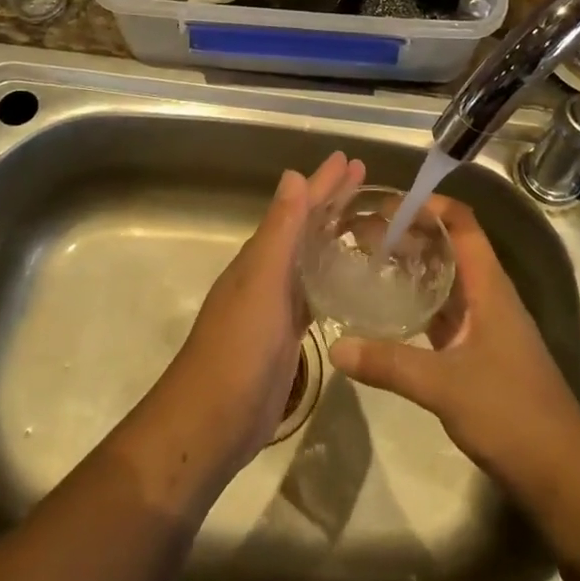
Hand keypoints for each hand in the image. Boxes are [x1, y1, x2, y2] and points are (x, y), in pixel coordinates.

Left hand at [160, 152, 363, 471]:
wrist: (213, 421)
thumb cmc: (239, 347)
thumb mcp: (262, 283)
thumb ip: (279, 232)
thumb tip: (293, 176)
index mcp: (262, 256)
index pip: (298, 207)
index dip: (324, 183)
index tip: (350, 159)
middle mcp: (268, 273)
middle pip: (306, 228)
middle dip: (333, 202)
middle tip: (364, 178)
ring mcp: (276, 306)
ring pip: (311, 259)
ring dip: (334, 237)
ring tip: (366, 223)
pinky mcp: (287, 336)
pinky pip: (314, 294)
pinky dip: (331, 278)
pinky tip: (349, 281)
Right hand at [328, 195, 579, 502]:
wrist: (561, 474)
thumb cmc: (511, 414)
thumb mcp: (444, 386)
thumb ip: (389, 363)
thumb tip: (336, 346)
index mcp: (489, 287)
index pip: (462, 224)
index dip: (429, 205)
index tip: (386, 205)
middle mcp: (489, 296)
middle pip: (450, 247)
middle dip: (412, 234)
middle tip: (365, 233)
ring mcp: (487, 326)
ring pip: (447, 281)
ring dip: (414, 267)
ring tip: (370, 262)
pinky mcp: (481, 353)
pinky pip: (446, 313)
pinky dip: (419, 303)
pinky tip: (390, 311)